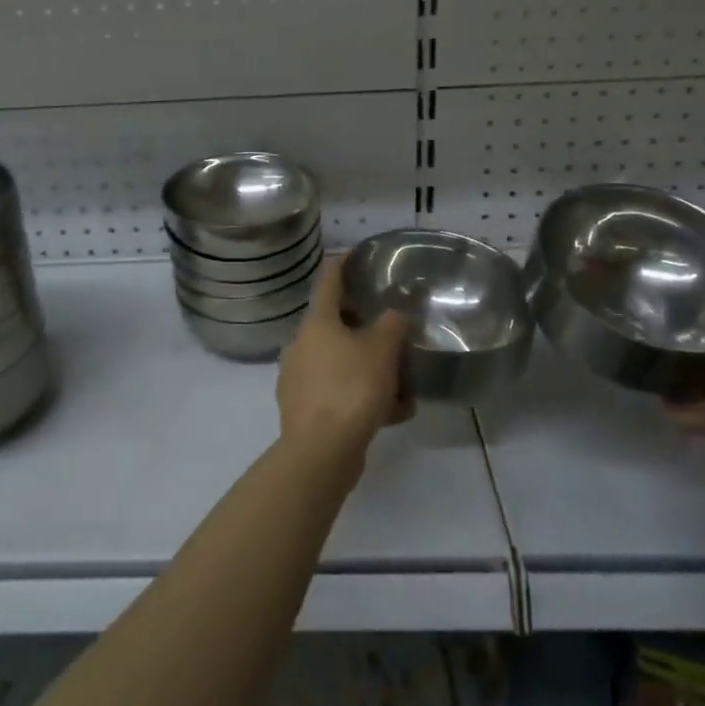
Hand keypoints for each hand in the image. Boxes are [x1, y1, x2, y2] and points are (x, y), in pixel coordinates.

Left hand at [275, 258, 411, 466]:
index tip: (358, 253)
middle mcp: (302, 344)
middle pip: (335, 323)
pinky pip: (339, 392)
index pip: (328, 279)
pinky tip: (395, 413)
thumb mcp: (382, 350)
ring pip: (341, 362)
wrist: (320, 451)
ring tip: (405, 385)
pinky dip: (364, 397)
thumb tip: (398, 308)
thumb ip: (393, 323)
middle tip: (392, 327)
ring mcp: (299, 377)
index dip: (344, 262)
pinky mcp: (304, 409)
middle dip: (365, 326)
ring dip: (371, 369)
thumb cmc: (351, 388)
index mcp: (316, 322)